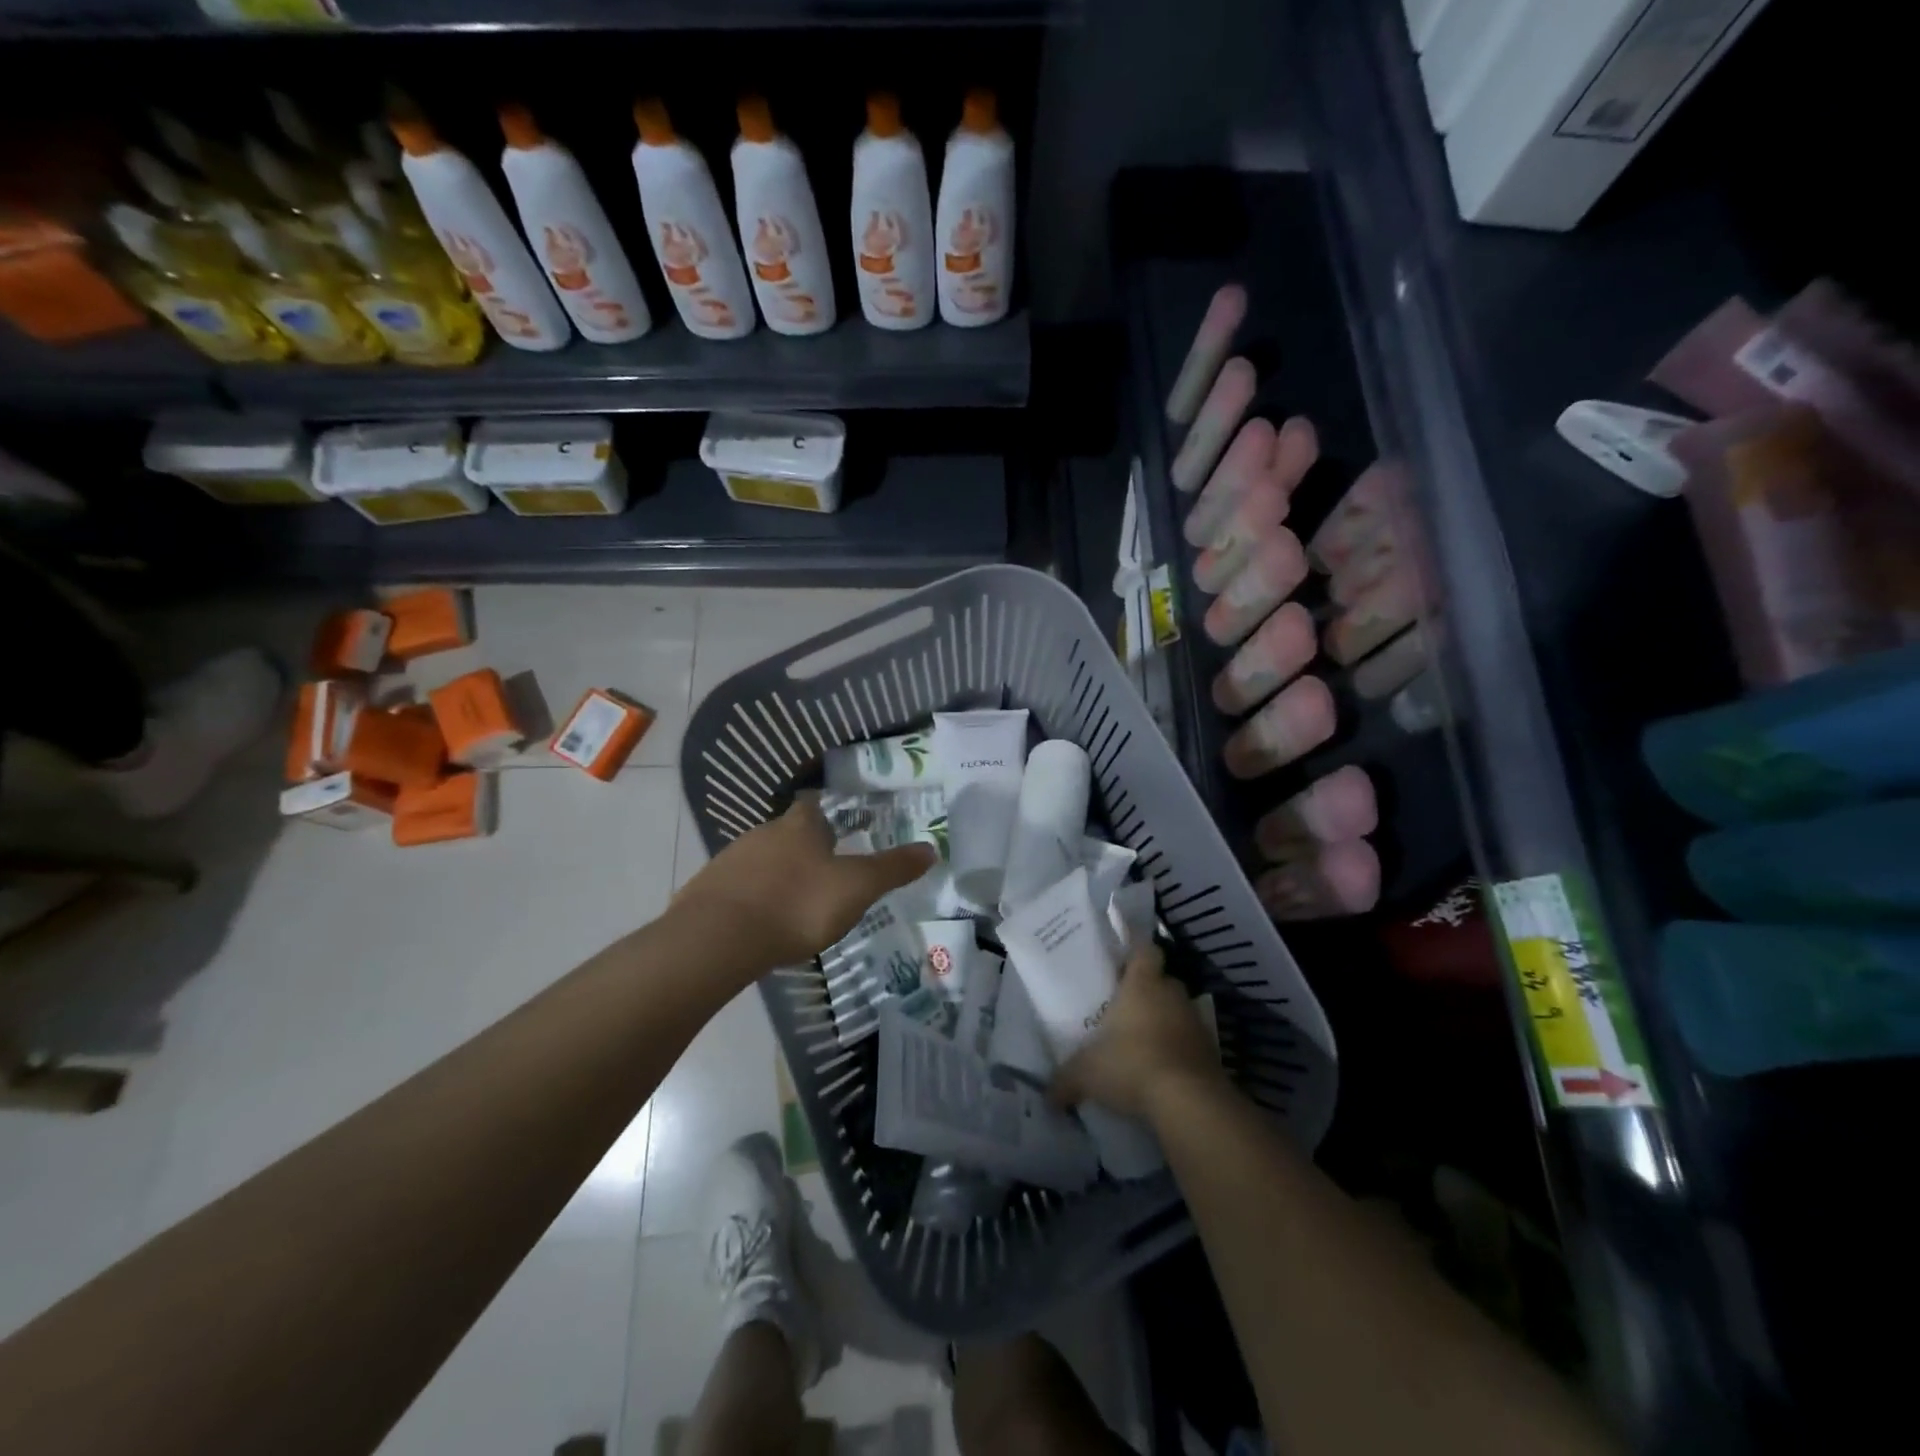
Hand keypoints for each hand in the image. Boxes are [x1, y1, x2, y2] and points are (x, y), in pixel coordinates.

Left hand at [672, 795, 936, 971]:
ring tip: (795, 903)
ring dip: (778, 875)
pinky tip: (762, 923)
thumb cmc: (797, 904)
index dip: (829, 818)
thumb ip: (893, 869)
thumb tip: (932, 849)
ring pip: (762, 861)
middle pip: (788, 834)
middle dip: (805, 850)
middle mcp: (763, 834)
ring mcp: (731, 860)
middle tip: (825, 875)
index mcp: (799, 827)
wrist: (719, 938)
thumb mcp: (856, 888)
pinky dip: (753, 899)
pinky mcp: (708, 891)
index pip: (815, 808)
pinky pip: (738, 888)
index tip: (841, 834)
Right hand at [1050, 944, 1226, 1121]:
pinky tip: (1161, 1070)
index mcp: (1142, 985)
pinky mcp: (1211, 1052)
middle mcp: (1172, 995)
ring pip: (1178, 1011)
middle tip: (1124, 1005)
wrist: (1190, 1102)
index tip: (1123, 956)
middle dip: (1147, 990)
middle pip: (1162, 980)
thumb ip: (1066, 1079)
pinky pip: (1190, 1042)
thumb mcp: (1087, 1073)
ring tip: (1141, 1041)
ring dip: (1164, 1021)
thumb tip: (1048, 1096)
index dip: (1136, 949)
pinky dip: (1178, 1051)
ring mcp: (1196, 1023)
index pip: (1145, 950)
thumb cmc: (1132, 1065)